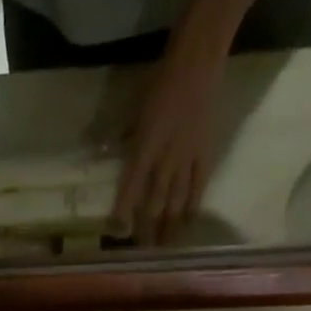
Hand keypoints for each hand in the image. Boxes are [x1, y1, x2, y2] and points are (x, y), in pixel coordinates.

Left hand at [111, 40, 224, 246]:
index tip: (119, 232)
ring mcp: (187, 157)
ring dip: (169, 225)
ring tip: (164, 247)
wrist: (198, 59)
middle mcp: (165, 158)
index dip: (124, 211)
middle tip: (143, 251)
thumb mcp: (133, 110)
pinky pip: (199, 186)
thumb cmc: (160, 80)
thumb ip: (122, 137)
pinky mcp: (205, 153)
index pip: (131, 187)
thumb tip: (105, 153)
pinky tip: (188, 223)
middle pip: (155, 201)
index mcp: (144, 146)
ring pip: (177, 200)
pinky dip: (192, 207)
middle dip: (148, 228)